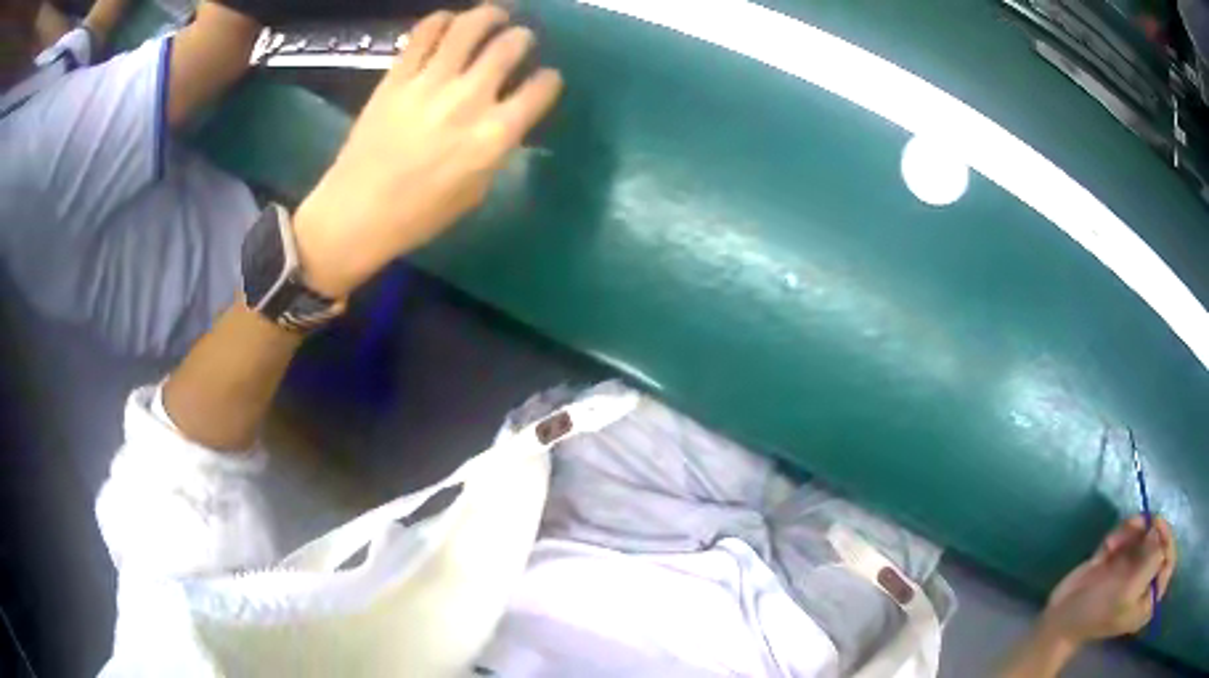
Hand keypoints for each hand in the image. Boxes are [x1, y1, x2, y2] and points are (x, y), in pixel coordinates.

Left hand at [294, 6, 562, 298]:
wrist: (356, 213)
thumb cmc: (418, 215)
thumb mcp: (475, 191)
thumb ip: (496, 148)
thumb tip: (507, 119)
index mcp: (493, 135)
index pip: (540, 88)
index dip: (549, 79)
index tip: (545, 79)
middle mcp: (468, 99)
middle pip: (509, 46)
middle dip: (522, 38)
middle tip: (519, 39)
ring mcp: (430, 83)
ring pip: (469, 27)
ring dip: (489, 14)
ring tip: (494, 14)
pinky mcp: (397, 77)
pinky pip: (424, 34)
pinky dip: (441, 20)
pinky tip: (448, 21)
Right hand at [1040, 516, 1176, 646]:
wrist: (1062, 615)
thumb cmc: (1097, 611)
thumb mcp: (1127, 592)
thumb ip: (1151, 562)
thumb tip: (1159, 533)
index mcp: (1149, 601)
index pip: (1169, 564)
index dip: (1168, 542)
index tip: (1158, 529)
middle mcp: (1147, 583)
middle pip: (1161, 543)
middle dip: (1148, 532)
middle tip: (1137, 526)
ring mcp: (1137, 570)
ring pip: (1147, 533)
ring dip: (1132, 531)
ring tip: (1114, 542)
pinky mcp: (1125, 559)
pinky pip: (1133, 534)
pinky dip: (1122, 534)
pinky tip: (1108, 546)